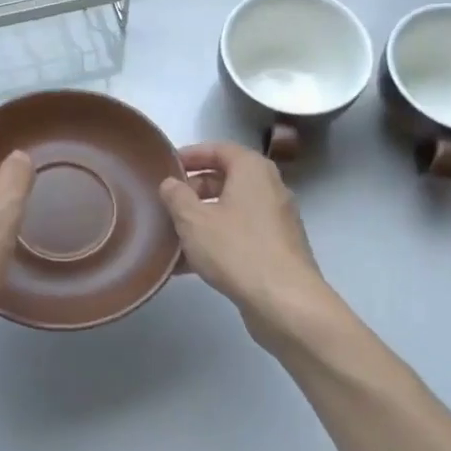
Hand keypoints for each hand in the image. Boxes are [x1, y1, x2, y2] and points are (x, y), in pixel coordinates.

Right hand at [159, 141, 338, 343]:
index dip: (191, 155)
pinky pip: (239, 236)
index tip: (166, 166)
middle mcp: (269, 189)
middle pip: (226, 180)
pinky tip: (186, 265)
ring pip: (231, 211)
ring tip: (170, 235)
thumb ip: (176, 197)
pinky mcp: (276, 250)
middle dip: (194, 190)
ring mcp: (276, 221)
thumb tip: (170, 183)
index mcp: (252, 170)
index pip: (219, 149)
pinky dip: (215, 242)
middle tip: (167, 203)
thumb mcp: (193, 220)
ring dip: (201, 220)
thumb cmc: (236, 249)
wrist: (284, 301)